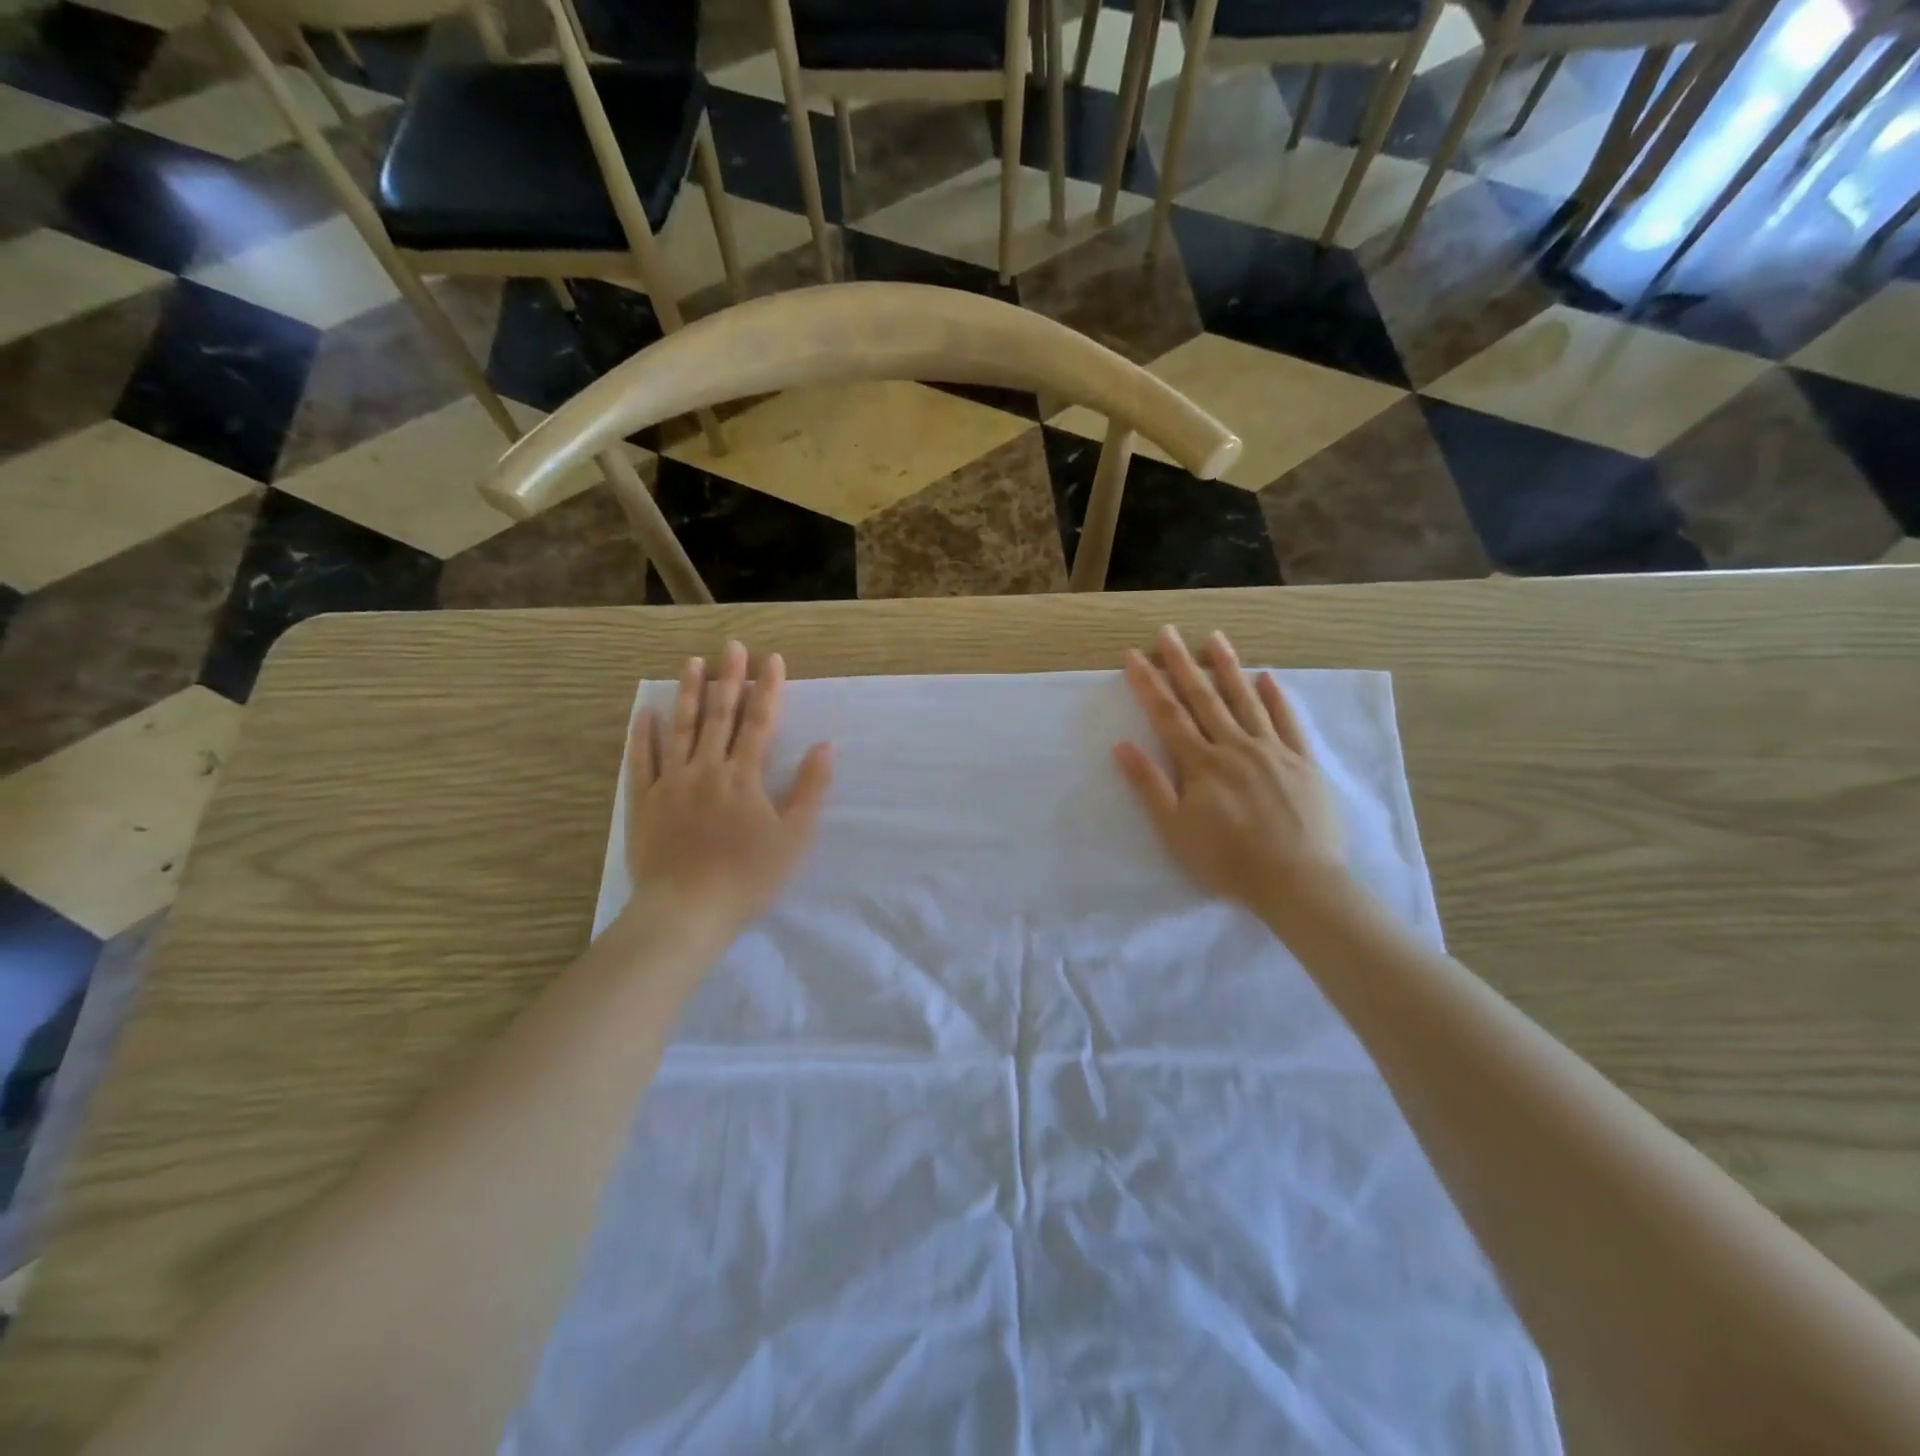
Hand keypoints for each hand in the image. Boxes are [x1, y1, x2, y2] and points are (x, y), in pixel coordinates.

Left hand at [624, 642, 831, 938]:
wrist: (687, 911)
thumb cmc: (748, 877)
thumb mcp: (794, 837)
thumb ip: (810, 789)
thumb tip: (825, 746)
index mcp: (744, 776)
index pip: (759, 722)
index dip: (767, 689)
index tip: (772, 658)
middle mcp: (706, 769)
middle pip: (719, 716)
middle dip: (728, 679)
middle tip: (731, 646)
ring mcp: (670, 783)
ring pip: (680, 729)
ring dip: (689, 694)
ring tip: (692, 663)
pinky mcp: (643, 802)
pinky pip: (641, 761)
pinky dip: (643, 735)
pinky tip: (646, 712)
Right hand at [1114, 627, 1349, 925]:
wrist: (1298, 882)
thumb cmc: (1228, 861)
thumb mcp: (1175, 830)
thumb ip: (1150, 785)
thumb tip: (1122, 744)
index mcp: (1201, 763)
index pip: (1168, 715)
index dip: (1148, 684)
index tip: (1133, 656)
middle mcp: (1235, 746)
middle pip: (1204, 698)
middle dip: (1181, 663)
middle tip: (1167, 632)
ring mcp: (1273, 751)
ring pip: (1246, 700)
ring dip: (1227, 667)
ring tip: (1214, 638)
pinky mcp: (1303, 762)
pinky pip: (1288, 722)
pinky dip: (1277, 698)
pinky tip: (1267, 677)